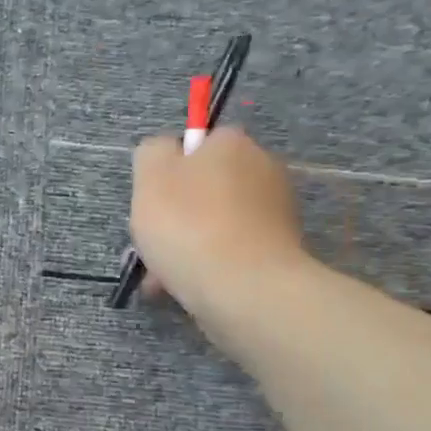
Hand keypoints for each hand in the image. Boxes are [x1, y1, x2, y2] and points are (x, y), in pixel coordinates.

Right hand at [130, 127, 306, 331]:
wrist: (242, 287)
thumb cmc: (189, 225)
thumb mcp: (150, 176)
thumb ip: (152, 152)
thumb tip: (166, 152)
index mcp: (232, 144)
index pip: (198, 143)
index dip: (170, 170)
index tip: (153, 199)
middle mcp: (262, 168)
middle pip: (206, 186)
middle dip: (177, 213)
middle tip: (153, 241)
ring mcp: (275, 211)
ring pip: (215, 222)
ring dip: (188, 243)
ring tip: (162, 275)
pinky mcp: (279, 249)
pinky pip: (231, 250)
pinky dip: (209, 263)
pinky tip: (186, 286)